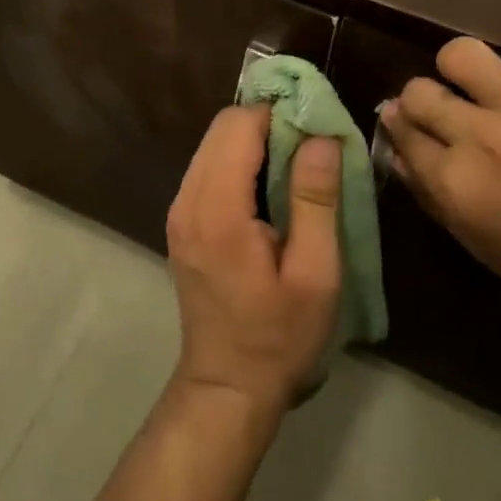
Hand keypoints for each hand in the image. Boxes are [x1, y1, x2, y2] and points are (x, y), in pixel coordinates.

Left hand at [165, 106, 342, 413]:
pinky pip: (210, 167)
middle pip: (222, 128)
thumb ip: (315, 199)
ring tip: (299, 163)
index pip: (238, 124)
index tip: (317, 125)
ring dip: (256, 140)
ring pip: (215, 144)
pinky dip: (241, 160)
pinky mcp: (183, 221)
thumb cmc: (279, 337)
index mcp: (217, 209)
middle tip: (313, 143)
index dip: (279, 113)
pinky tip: (272, 186)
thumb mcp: (315, 274)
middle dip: (268, 122)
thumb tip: (321, 137)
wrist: (227, 387)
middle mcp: (188, 199)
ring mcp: (180, 210)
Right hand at [381, 33, 500, 338]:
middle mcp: (483, 137)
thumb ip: (435, 198)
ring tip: (481, 83)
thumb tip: (401, 152)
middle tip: (445, 110)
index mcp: (459, 184)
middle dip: (421, 100)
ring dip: (461, 68)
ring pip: (462, 54)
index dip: (400, 127)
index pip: (402, 133)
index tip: (409, 127)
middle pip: (419, 91)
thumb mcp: (484, 246)